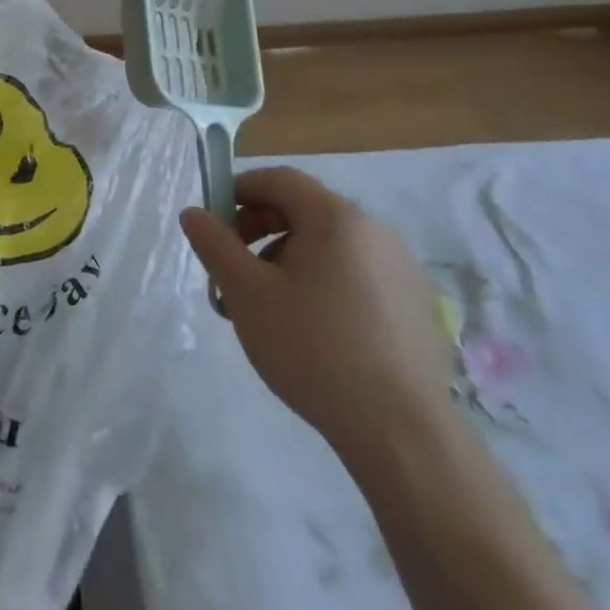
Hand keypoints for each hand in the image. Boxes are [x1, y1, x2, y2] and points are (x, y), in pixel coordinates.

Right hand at [180, 167, 451, 464]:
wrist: (399, 431)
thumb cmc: (312, 348)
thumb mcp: (246, 293)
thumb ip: (214, 245)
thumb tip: (194, 214)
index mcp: (336, 217)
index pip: (280, 179)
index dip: (240, 191)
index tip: (214, 225)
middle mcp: (374, 231)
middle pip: (304, 209)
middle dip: (259, 230)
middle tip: (233, 272)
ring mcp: (401, 268)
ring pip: (329, 244)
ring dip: (287, 259)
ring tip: (267, 307)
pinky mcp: (414, 304)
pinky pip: (356, 273)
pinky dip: (323, 282)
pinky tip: (312, 329)